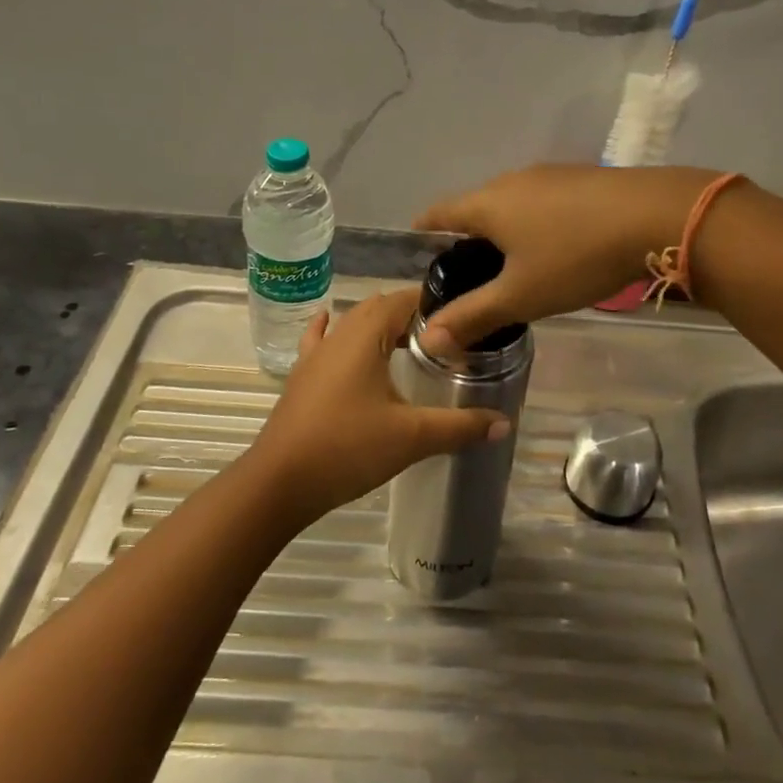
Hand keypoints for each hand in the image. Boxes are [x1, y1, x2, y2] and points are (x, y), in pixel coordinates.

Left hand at [242, 287, 507, 527]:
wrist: (278, 483)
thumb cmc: (347, 448)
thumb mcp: (411, 437)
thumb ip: (459, 427)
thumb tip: (504, 424)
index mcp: (364, 335)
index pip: (404, 299)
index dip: (434, 303)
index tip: (463, 318)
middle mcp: (339, 334)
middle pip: (379, 308)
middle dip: (412, 315)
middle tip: (446, 337)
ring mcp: (315, 355)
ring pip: (353, 324)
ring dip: (380, 326)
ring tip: (410, 342)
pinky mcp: (302, 377)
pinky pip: (322, 341)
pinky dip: (335, 330)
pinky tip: (331, 323)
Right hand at [412, 163, 718, 352]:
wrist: (657, 215)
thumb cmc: (577, 256)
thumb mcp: (522, 295)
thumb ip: (473, 316)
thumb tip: (428, 339)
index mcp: (487, 204)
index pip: (438, 213)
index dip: (423, 232)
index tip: (418, 254)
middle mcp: (512, 180)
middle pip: (475, 207)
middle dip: (466, 237)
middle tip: (467, 276)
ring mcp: (550, 175)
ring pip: (511, 203)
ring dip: (504, 230)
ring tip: (510, 265)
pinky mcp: (581, 179)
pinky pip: (542, 201)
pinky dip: (534, 223)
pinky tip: (554, 247)